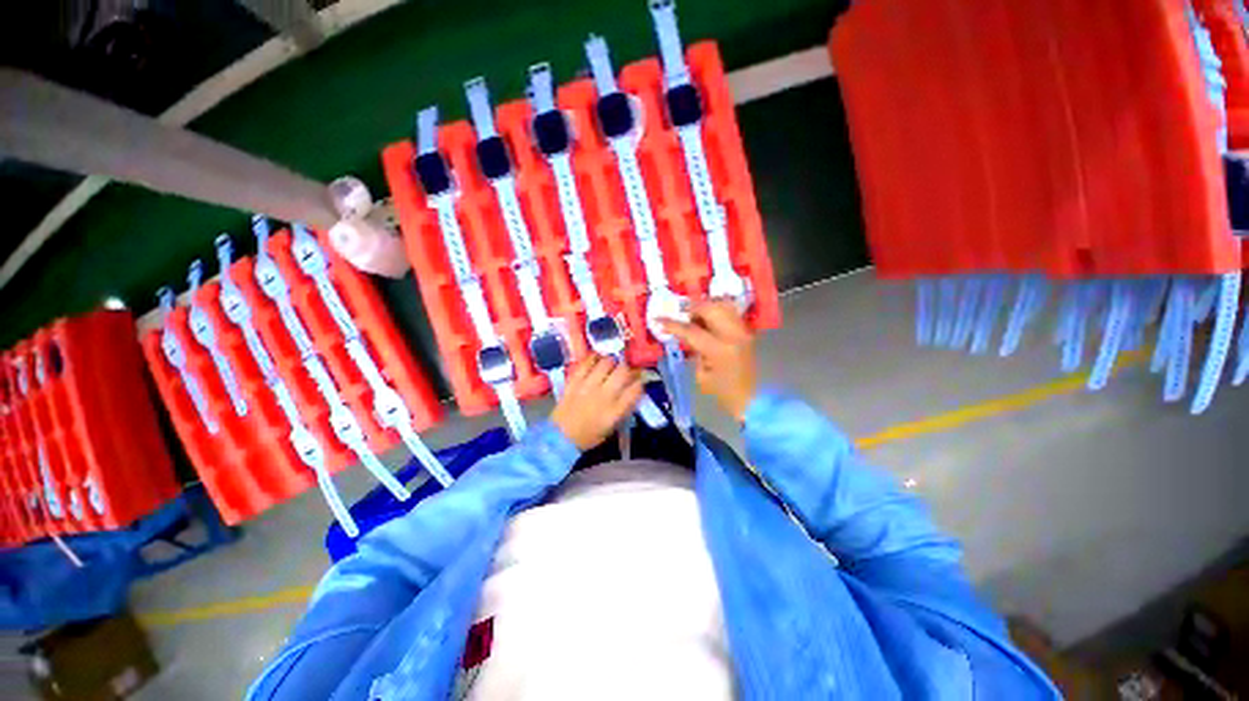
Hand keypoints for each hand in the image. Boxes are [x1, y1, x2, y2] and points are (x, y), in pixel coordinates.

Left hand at [550, 355, 644, 450]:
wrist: (560, 437)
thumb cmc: (588, 436)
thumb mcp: (612, 426)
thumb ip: (623, 408)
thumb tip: (633, 390)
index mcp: (615, 411)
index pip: (636, 389)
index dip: (640, 381)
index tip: (640, 379)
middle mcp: (604, 396)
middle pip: (623, 372)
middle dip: (628, 368)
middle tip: (626, 370)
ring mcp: (588, 386)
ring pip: (606, 363)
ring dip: (612, 362)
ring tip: (611, 364)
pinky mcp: (574, 381)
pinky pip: (586, 363)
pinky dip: (593, 358)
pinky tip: (596, 360)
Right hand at [661, 300, 757, 420]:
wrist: (752, 399)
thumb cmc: (723, 393)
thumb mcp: (701, 375)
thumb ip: (694, 350)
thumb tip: (688, 335)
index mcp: (719, 350)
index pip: (691, 330)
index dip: (673, 324)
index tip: (659, 319)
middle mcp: (733, 335)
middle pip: (710, 308)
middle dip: (693, 309)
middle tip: (683, 317)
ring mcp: (743, 331)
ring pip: (723, 305)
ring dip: (707, 307)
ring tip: (697, 317)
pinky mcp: (747, 332)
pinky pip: (731, 312)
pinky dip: (718, 311)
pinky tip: (710, 321)